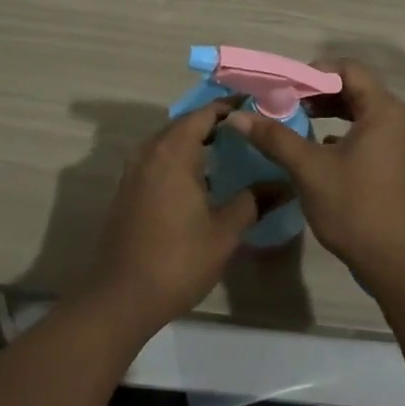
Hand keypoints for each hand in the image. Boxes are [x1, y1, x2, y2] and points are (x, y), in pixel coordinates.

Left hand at [90, 102, 257, 336]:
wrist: (122, 297)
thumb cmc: (177, 260)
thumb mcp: (224, 231)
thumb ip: (253, 201)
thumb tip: (283, 184)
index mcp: (173, 152)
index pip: (204, 114)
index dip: (230, 108)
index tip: (256, 108)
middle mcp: (150, 151)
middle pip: (185, 124)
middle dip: (215, 124)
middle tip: (248, 131)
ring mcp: (134, 170)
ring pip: (169, 142)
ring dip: (196, 142)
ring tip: (229, 152)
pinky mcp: (127, 189)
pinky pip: (158, 159)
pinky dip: (180, 159)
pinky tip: (201, 179)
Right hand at [228, 60, 404, 293]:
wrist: (395, 264)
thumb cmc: (355, 207)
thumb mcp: (309, 169)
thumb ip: (275, 137)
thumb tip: (236, 116)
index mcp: (381, 109)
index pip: (347, 68)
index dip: (313, 72)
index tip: (283, 86)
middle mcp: (392, 117)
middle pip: (351, 86)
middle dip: (315, 90)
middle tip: (282, 99)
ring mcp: (392, 140)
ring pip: (355, 108)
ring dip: (324, 109)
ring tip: (293, 116)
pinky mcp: (388, 159)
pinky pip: (360, 129)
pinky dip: (336, 128)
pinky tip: (312, 142)